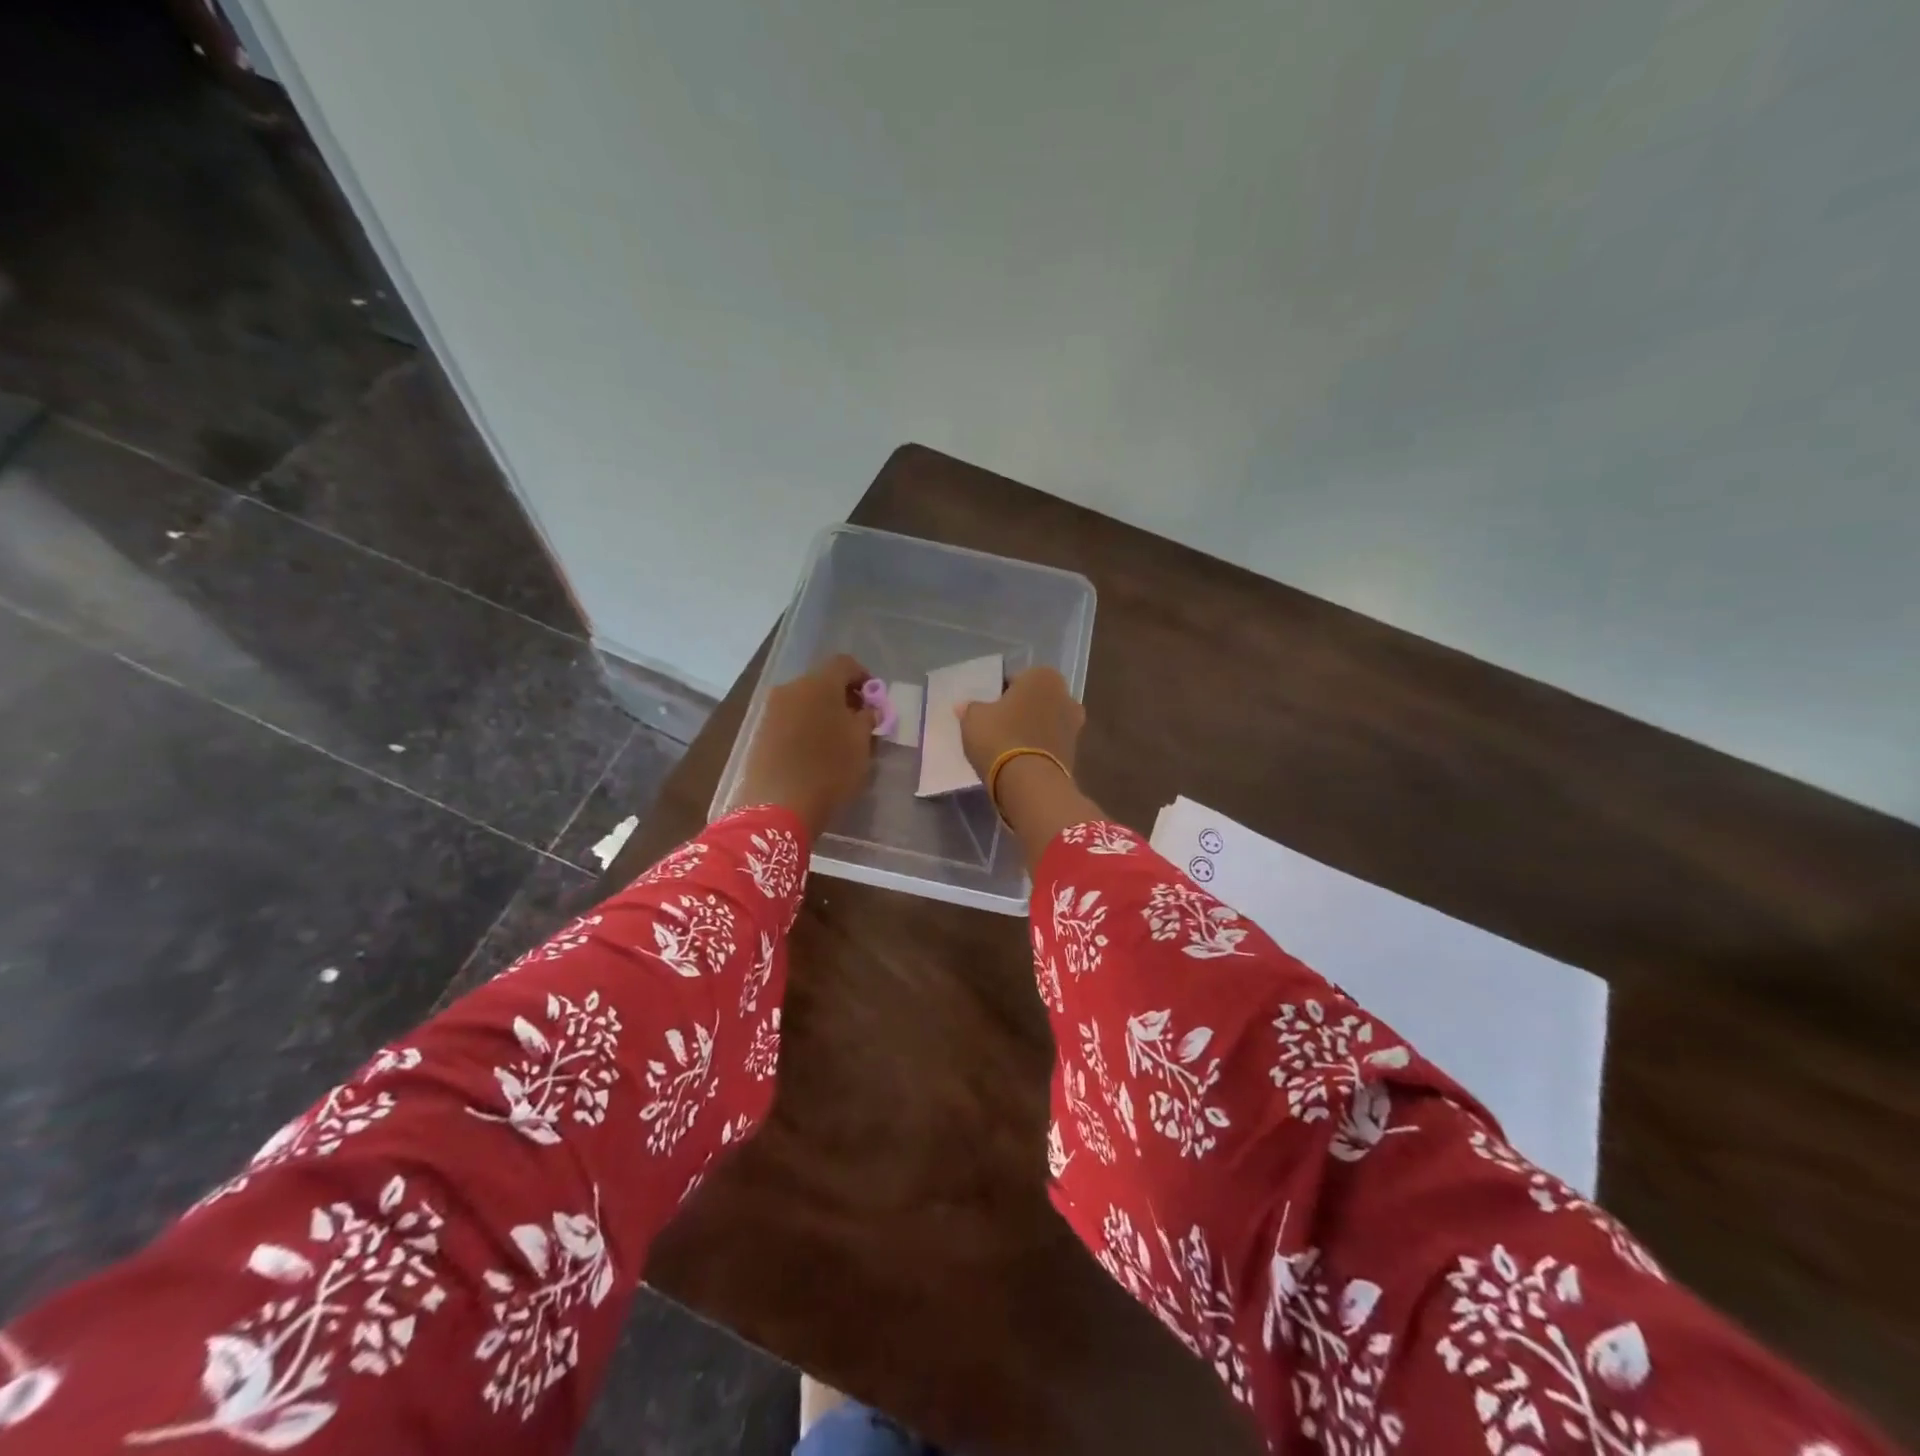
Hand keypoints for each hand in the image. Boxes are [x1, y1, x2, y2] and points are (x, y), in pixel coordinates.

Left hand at [737, 654, 877, 834]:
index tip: (874, 699)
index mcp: (819, 683)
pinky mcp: (760, 732)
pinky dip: (805, 726)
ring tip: (836, 739)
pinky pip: (789, 719)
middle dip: (842, 696)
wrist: (778, 806)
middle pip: (822, 681)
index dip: (863, 677)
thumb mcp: (861, 743)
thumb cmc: (829, 769)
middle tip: (858, 720)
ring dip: (822, 712)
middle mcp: (791, 688)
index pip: (845, 664)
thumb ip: (867, 719)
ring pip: (804, 701)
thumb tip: (867, 710)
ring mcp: (771, 710)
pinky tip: (814, 750)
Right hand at [957, 666, 1085, 782]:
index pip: (1016, 679)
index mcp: (1043, 676)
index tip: (987, 709)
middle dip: (1020, 710)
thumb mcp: (974, 719)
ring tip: (1006, 746)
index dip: (999, 694)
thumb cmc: (1000, 738)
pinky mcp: (1074, 754)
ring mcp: (1074, 726)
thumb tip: (965, 706)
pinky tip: (1018, 761)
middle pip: (1035, 700)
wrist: (1030, 783)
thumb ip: (971, 708)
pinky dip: (1037, 749)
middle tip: (996, 726)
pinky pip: (1049, 745)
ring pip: (1044, 723)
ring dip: (1030, 730)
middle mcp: (1065, 695)